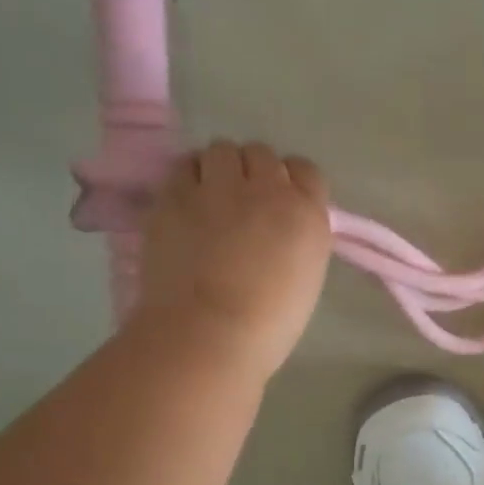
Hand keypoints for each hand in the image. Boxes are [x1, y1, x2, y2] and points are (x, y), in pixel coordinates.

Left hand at [133, 140, 333, 378]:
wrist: (208, 334)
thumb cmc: (268, 325)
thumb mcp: (306, 277)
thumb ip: (298, 239)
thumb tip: (279, 228)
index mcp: (307, 214)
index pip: (306, 171)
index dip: (291, 182)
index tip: (280, 202)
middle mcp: (267, 190)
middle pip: (262, 154)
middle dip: (253, 172)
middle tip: (242, 202)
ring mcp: (218, 188)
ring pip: (222, 150)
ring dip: (219, 168)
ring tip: (210, 196)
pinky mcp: (175, 195)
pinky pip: (185, 165)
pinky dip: (189, 177)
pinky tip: (187, 201)